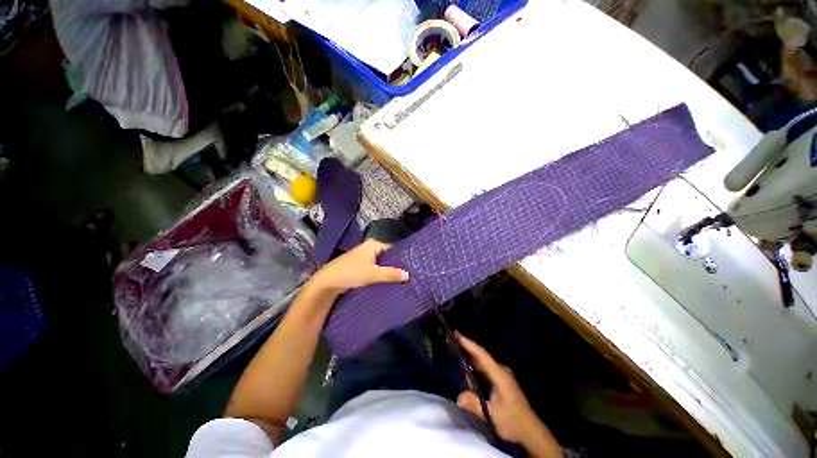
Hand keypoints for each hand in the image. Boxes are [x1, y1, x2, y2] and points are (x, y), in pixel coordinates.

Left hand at [308, 239, 408, 294]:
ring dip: (390, 270)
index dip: (403, 256)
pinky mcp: (362, 266)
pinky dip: (382, 274)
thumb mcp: (372, 274)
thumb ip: (390, 274)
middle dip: (397, 264)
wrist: (328, 282)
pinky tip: (390, 281)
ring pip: (382, 263)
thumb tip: (408, 275)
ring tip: (403, 278)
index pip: (393, 247)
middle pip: (388, 255)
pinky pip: (377, 268)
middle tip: (410, 273)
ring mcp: (366, 257)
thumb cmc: (350, 272)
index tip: (413, 265)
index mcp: (374, 244)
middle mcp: (371, 248)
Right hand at [456, 334, 561, 457]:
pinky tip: (467, 368)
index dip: (469, 344)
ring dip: (470, 356)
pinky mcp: (501, 382)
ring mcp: (502, 376)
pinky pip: (485, 369)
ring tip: (455, 349)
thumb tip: (458, 397)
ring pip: (483, 362)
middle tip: (451, 339)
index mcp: (499, 374)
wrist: (532, 432)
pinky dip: (475, 365)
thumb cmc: (513, 422)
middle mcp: (501, 371)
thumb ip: (475, 405)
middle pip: (481, 355)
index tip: (456, 334)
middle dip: (467, 347)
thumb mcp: (493, 415)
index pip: (481, 354)